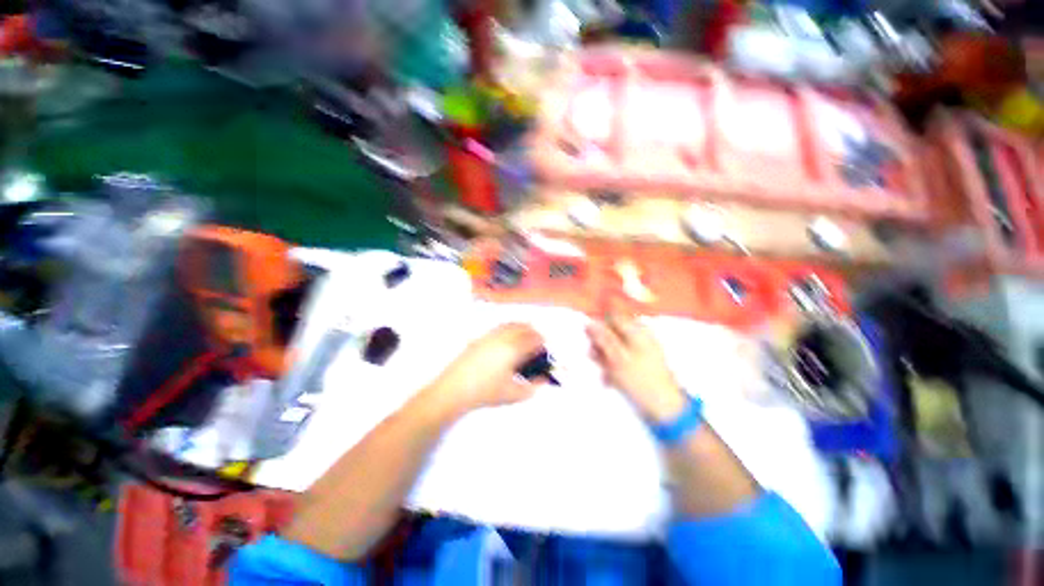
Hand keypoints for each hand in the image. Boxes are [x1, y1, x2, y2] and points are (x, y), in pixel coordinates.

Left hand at [424, 323, 545, 414]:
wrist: (454, 390)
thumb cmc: (486, 393)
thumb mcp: (514, 394)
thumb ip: (533, 386)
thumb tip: (544, 379)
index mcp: (513, 349)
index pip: (535, 339)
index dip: (543, 344)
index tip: (544, 353)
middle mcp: (503, 337)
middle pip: (524, 327)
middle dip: (534, 335)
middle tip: (537, 347)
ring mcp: (490, 335)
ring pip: (511, 324)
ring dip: (522, 329)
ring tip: (524, 343)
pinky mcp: (480, 338)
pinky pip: (499, 327)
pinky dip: (509, 330)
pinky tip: (507, 343)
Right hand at [587, 310, 686, 422]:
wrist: (665, 409)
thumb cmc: (640, 381)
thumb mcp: (617, 358)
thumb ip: (603, 339)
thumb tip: (589, 322)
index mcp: (637, 331)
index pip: (613, 317)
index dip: (599, 325)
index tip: (589, 339)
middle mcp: (640, 336)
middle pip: (612, 331)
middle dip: (600, 344)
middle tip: (594, 357)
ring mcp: (641, 350)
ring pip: (614, 346)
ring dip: (604, 357)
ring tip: (604, 372)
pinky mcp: (640, 363)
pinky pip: (621, 358)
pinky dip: (613, 366)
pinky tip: (610, 379)